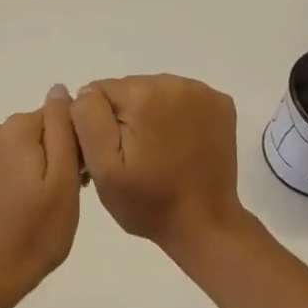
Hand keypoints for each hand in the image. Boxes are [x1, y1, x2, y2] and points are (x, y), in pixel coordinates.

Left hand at [0, 86, 81, 307]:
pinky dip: (15, 180)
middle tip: (63, 197)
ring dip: (36, 168)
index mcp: (16, 129)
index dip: (74, 146)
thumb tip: (60, 89)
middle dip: (55, 155)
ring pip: (21, 150)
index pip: (59, 118)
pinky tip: (20, 211)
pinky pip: (3, 166)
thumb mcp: (64, 179)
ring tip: (43, 208)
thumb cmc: (36, 231)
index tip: (78, 178)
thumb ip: (62, 128)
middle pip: (38, 132)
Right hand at [70, 75, 242, 252]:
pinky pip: (182, 98)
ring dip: (150, 115)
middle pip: (128, 89)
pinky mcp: (221, 104)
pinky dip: (177, 116)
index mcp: (141, 94)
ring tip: (157, 153)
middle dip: (125, 117)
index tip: (110, 153)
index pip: (98, 91)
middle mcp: (173, 82)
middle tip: (133, 157)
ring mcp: (202, 91)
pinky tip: (180, 144)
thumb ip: (87, 119)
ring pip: (154, 92)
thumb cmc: (148, 202)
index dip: (98, 123)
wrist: (205, 225)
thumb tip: (86, 91)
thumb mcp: (104, 168)